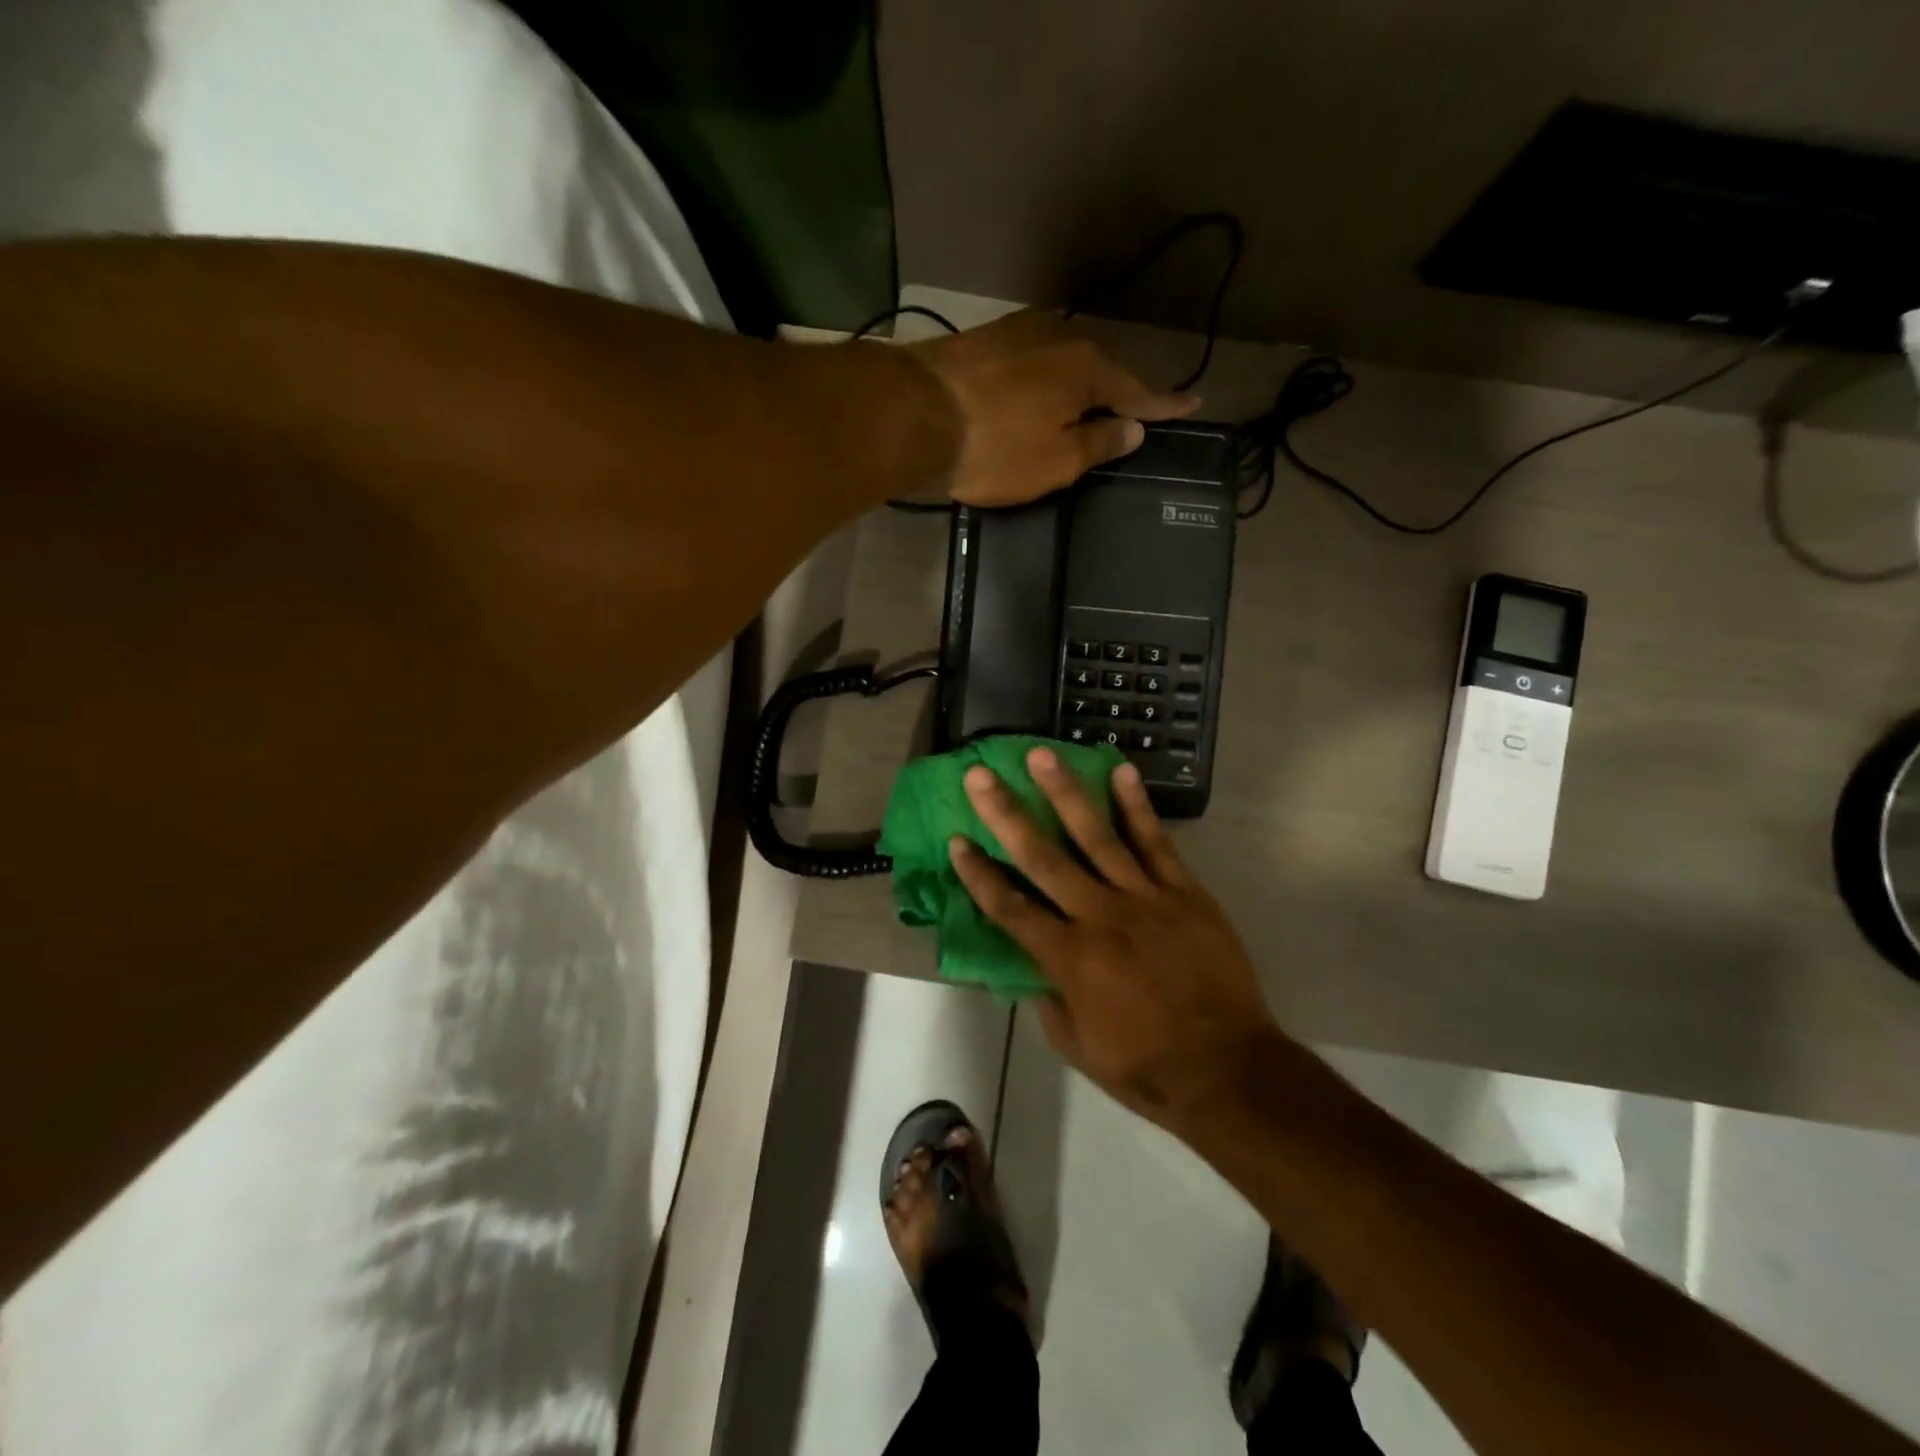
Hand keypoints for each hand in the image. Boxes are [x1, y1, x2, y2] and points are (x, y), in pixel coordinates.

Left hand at [907, 311, 1200, 507]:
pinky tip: (1041, 394)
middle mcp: (1059, 338)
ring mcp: (1018, 333)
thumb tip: (1133, 428)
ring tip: (1087, 407)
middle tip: (1134, 414)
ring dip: (1078, 386)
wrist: (914, 414)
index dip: (1165, 406)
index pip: (1138, 393)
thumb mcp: (1056, 461)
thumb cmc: (995, 448)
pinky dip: (1044, 383)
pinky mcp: (983, 341)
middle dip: (1118, 393)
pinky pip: (1031, 364)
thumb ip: (1099, 444)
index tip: (1193, 404)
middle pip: (1100, 370)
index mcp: (1087, 369)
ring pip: (1063, 363)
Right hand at [949, 746, 1285, 1129]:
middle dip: (1006, 814)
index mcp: (1068, 959)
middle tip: (980, 774)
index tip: (956, 839)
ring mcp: (1144, 899)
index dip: (979, 874)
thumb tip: (1032, 964)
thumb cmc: (1145, 1066)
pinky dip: (1137, 806)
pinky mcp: (1184, 892)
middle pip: (1043, 858)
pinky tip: (1120, 771)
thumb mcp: (1077, 1047)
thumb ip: (1048, 998)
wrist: (1227, 1068)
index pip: (1010, 907)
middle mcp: (1099, 917)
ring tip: (1041, 755)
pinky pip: (1156, 842)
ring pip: (1097, 836)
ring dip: (1065, 792)